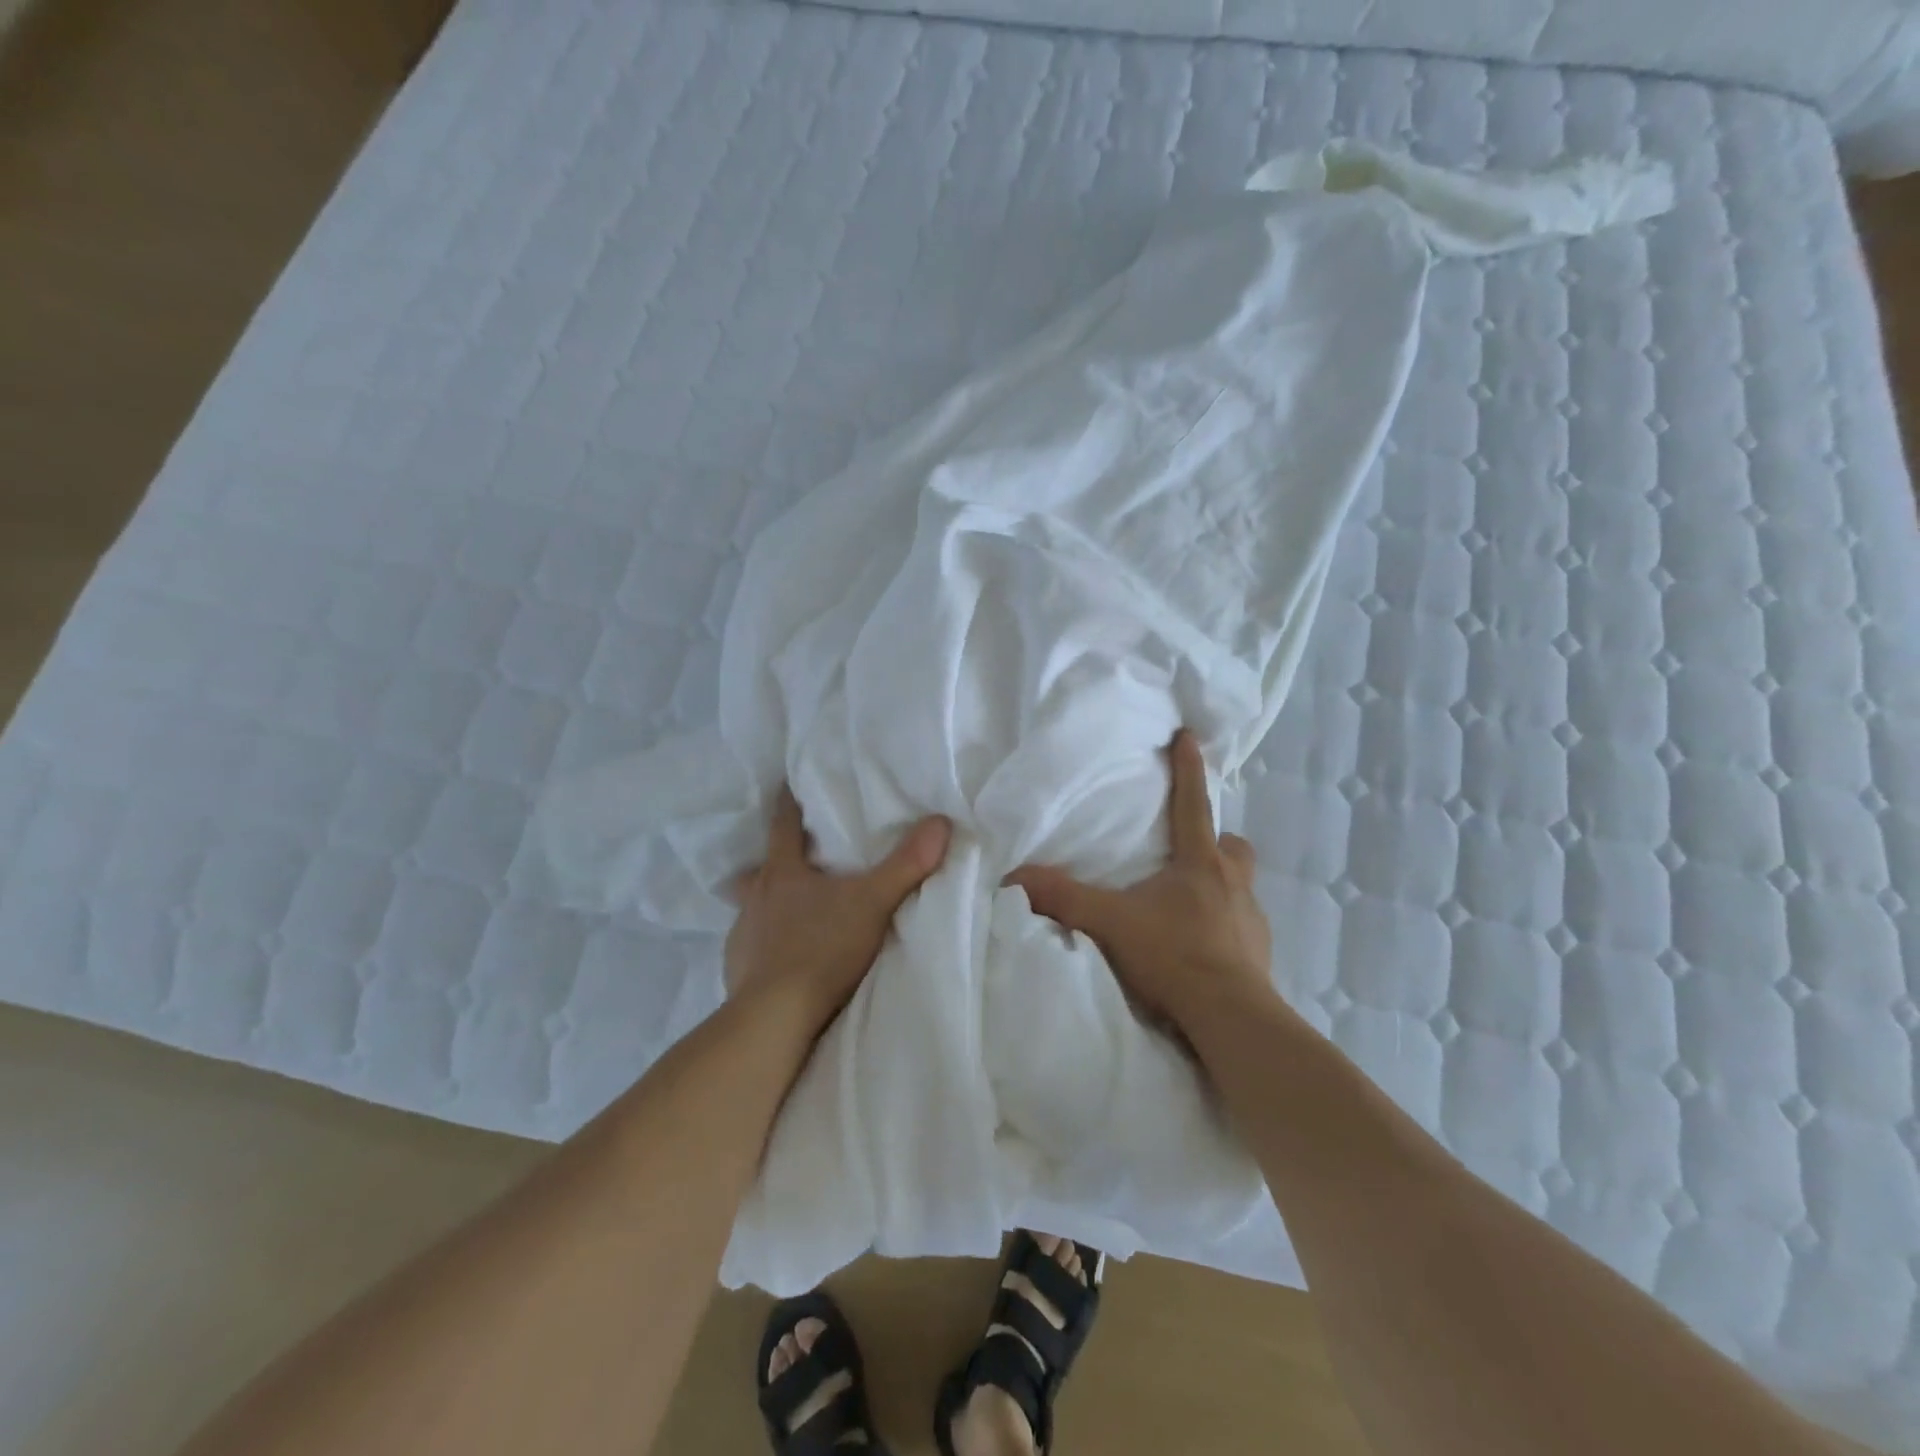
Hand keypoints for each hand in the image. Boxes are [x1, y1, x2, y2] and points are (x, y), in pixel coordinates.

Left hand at [724, 786, 951, 1032]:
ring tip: (784, 908)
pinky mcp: (736, 969)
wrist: (775, 1017)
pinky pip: (749, 946)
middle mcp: (756, 897)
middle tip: (789, 859)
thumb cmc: (822, 949)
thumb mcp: (873, 903)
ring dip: (766, 903)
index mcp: (783, 872)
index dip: (788, 804)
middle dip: (773, 861)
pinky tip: (777, 956)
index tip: (787, 786)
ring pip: (751, 906)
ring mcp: (742, 934)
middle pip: (760, 867)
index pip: (783, 825)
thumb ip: (906, 865)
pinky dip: (763, 943)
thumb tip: (939, 822)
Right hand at [1007, 730, 1274, 1032]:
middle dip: (1214, 842)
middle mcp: (1233, 883)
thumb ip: (1062, 897)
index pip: (1193, 804)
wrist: (1230, 1018)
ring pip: (1241, 886)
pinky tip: (1202, 949)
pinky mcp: (1260, 956)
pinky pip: (1244, 928)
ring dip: (1219, 887)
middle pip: (1232, 846)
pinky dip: (1224, 929)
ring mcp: (1252, 920)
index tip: (1189, 736)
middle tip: (1189, 854)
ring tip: (1188, 906)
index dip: (1188, 769)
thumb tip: (1013, 877)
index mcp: (1199, 864)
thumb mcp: (1109, 922)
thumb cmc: (1173, 955)